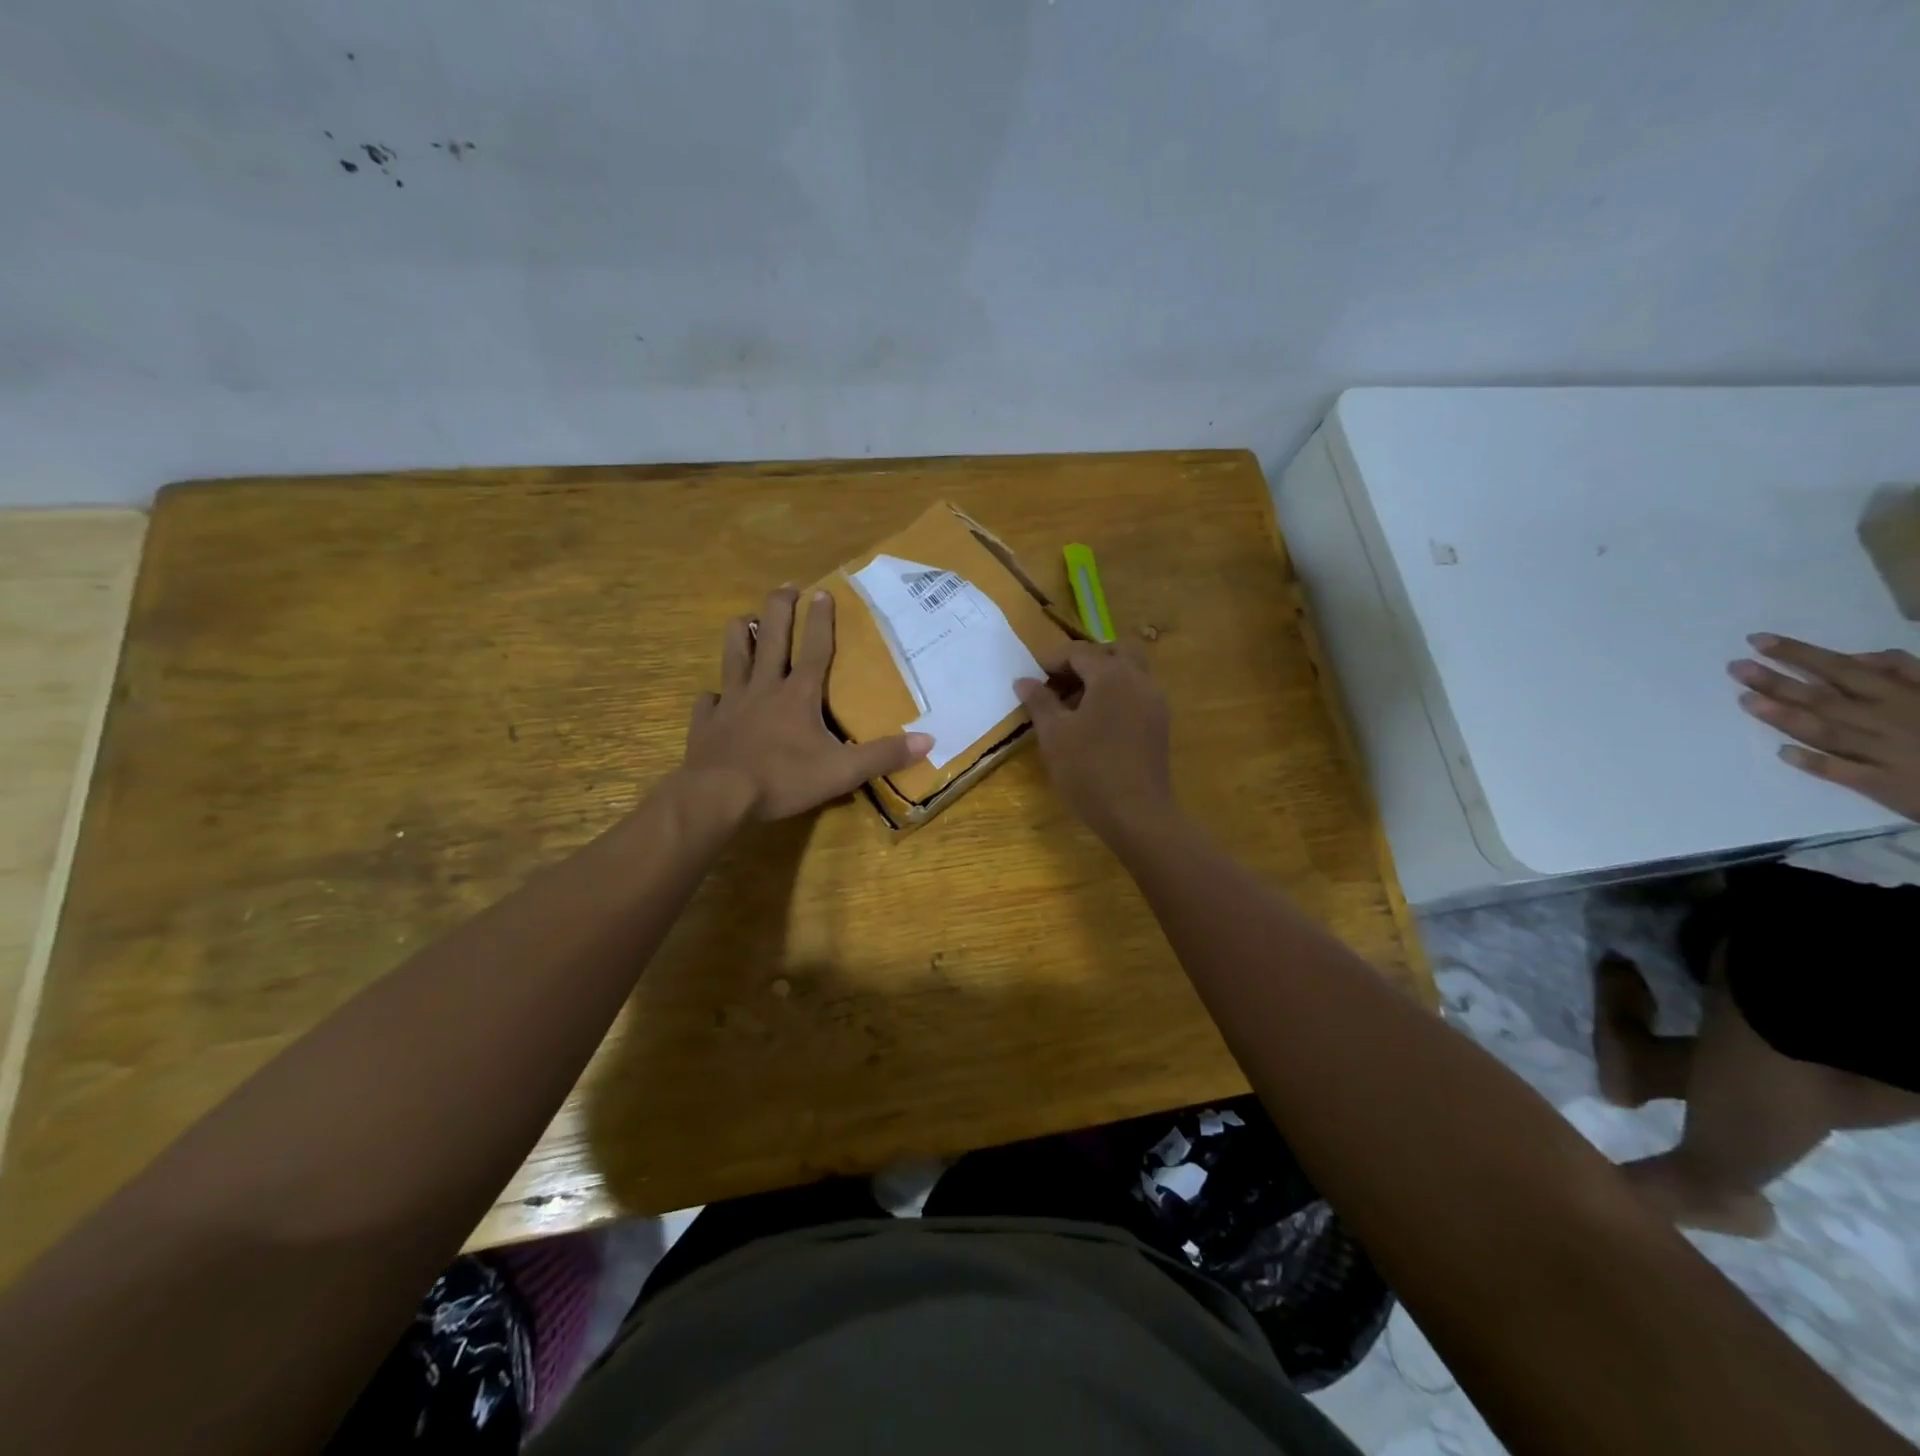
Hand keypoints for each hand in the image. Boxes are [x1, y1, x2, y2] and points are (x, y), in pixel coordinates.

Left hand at [683, 586, 930, 820]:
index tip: (823, 591)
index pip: (814, 648)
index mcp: (798, 694)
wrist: (719, 796)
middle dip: (779, 608)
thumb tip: (928, 740)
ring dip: (740, 633)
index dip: (821, 619)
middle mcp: (764, 688)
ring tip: (745, 619)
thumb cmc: (783, 779)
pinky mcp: (707, 722)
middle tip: (786, 587)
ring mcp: (731, 702)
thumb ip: (883, 755)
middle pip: (770, 637)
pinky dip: (714, 694)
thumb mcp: (842, 772)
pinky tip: (715, 696)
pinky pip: (710, 700)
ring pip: (733, 655)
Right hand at [1016, 642, 1174, 842]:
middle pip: (1114, 651)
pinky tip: (1096, 724)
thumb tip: (1024, 680)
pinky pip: (1137, 694)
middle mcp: (1139, 680)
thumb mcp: (1054, 735)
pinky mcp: (1159, 724)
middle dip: (1086, 661)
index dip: (1053, 660)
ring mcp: (1155, 702)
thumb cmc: (1089, 770)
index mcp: (1112, 675)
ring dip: (1103, 678)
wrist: (1136, 814)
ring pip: (1129, 672)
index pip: (1080, 652)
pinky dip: (1117, 696)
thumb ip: (1039, 701)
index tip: (1033, 679)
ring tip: (1075, 707)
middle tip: (1061, 684)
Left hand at [1730, 633, 1919, 821]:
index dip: (1799, 654)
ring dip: (1784, 716)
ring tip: (1744, 700)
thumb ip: (1909, 672)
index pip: (1842, 669)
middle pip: (1824, 697)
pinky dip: (1814, 762)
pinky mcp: (1884, 785)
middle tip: (1734, 667)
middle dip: (1777, 681)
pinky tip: (1783, 752)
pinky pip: (1844, 772)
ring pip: (1826, 731)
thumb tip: (1863, 656)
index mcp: (1904, 695)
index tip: (1757, 640)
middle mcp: (1887, 720)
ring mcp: (1883, 753)